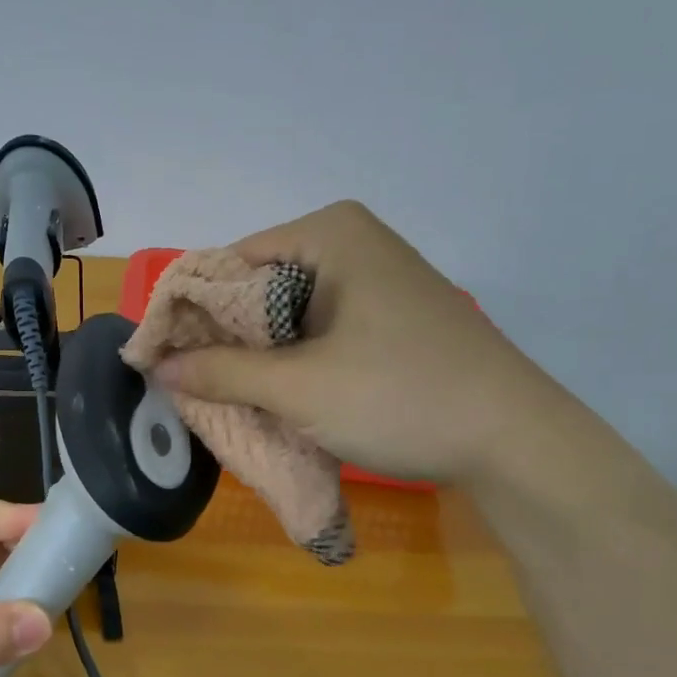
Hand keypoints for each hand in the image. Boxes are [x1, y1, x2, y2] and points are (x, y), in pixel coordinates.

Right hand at [152, 201, 558, 486]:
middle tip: (189, 384)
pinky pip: (318, 329)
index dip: (189, 312)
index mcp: (329, 234)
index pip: (228, 263)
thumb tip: (159, 368)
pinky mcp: (389, 316)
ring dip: (256, 355)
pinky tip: (276, 394)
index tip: (161, 357)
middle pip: (257, 286)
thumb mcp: (299, 387)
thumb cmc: (401, 396)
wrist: (518, 443)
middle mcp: (351, 243)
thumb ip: (222, 372)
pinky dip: (292, 360)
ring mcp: (375, 279)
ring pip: (286, 313)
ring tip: (224, 395)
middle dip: (223, 336)